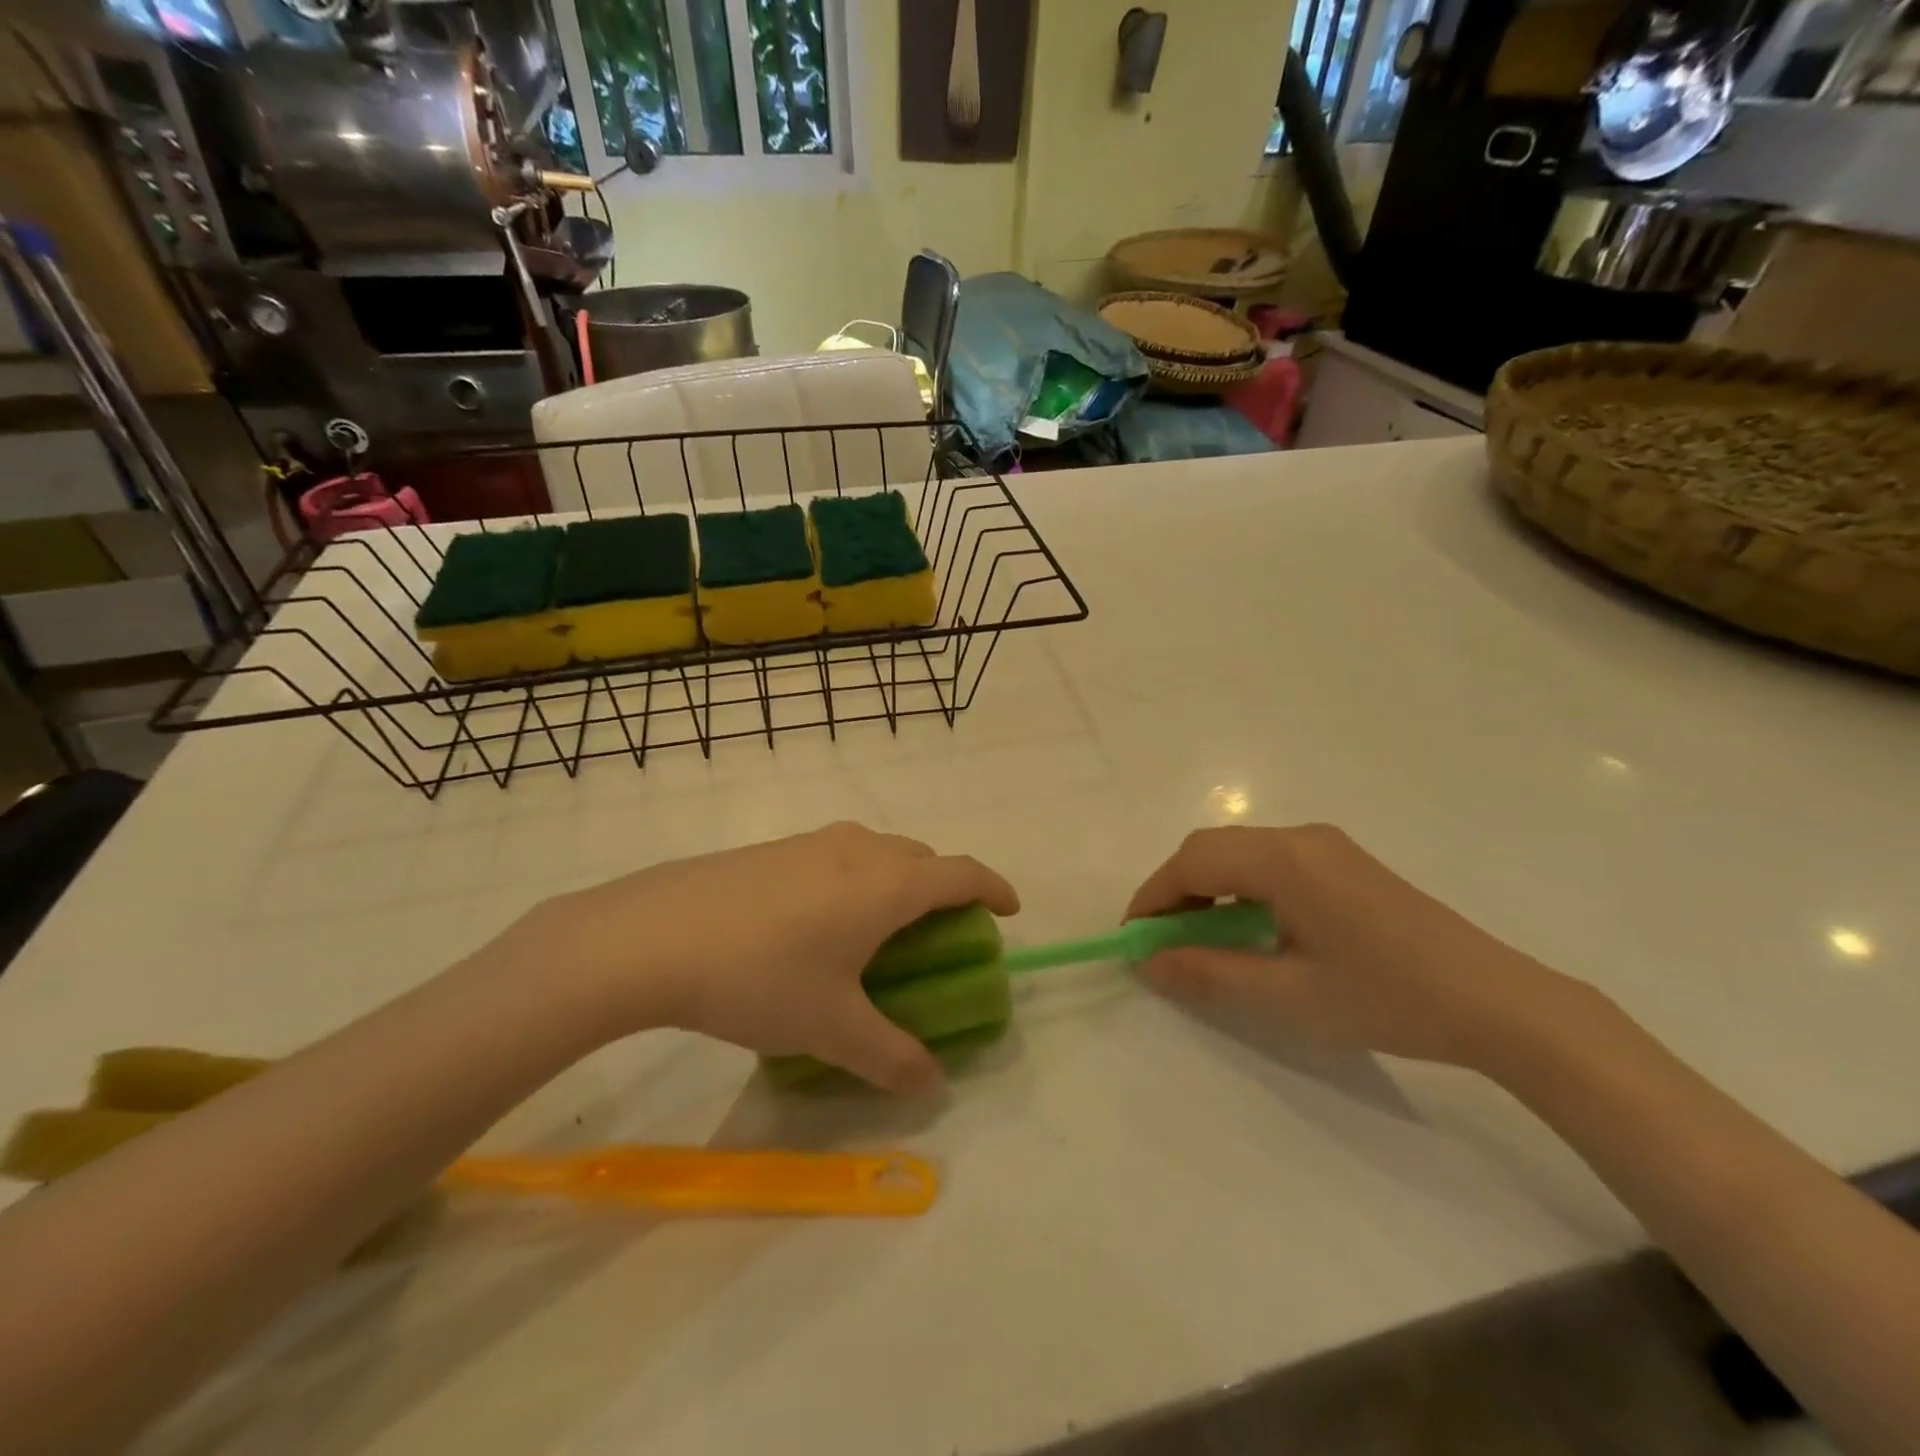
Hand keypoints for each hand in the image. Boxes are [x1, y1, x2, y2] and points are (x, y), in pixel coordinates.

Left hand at [518, 823, 1018, 1092]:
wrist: (650, 936)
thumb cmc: (759, 977)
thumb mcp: (831, 1029)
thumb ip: (891, 1057)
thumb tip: (932, 1084)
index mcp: (886, 885)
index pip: (960, 873)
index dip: (993, 887)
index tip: (1008, 909)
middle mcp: (857, 850)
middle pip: (920, 857)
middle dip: (942, 887)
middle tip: (937, 931)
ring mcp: (810, 844)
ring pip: (875, 851)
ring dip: (895, 879)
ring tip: (877, 927)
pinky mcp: (771, 849)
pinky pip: (835, 855)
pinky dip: (852, 878)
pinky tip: (815, 922)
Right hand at [1127, 824, 1590, 1071]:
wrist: (1499, 1002)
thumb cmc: (1388, 998)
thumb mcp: (1288, 997)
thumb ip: (1209, 975)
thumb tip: (1149, 963)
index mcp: (1284, 860)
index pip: (1192, 862)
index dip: (1153, 897)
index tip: (1134, 940)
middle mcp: (1300, 837)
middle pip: (1212, 848)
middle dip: (1176, 890)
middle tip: (1164, 942)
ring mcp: (1326, 846)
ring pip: (1239, 852)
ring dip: (1207, 888)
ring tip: (1201, 940)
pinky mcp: (1343, 862)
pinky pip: (1270, 862)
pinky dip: (1240, 889)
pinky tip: (1250, 929)